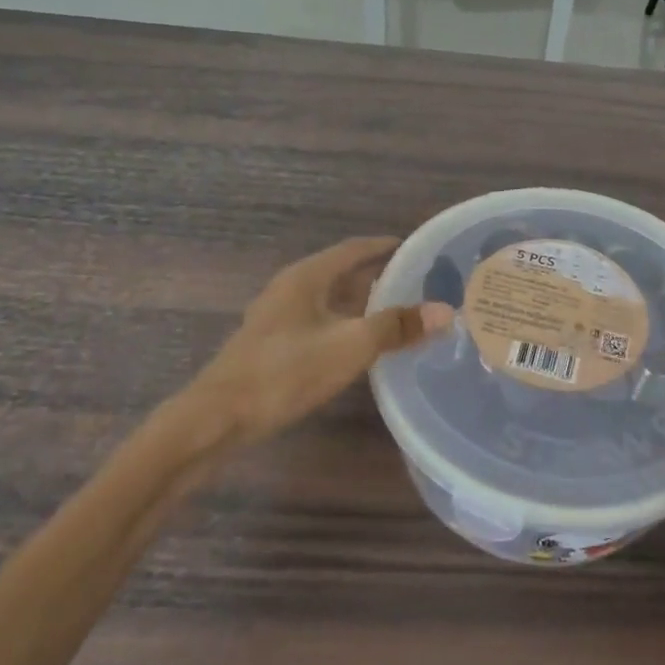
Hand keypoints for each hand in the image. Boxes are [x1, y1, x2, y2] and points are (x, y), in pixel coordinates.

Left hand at [194, 236, 453, 448]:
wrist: (218, 418)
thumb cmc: (286, 372)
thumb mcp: (350, 346)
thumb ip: (396, 327)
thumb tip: (446, 310)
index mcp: (307, 277)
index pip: (352, 249)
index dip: (383, 246)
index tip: (415, 248)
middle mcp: (290, 289)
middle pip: (341, 273)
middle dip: (377, 276)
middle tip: (415, 283)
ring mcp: (277, 318)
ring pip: (329, 300)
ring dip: (360, 302)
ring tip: (396, 312)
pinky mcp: (272, 345)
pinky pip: (318, 322)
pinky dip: (344, 324)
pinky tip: (359, 345)